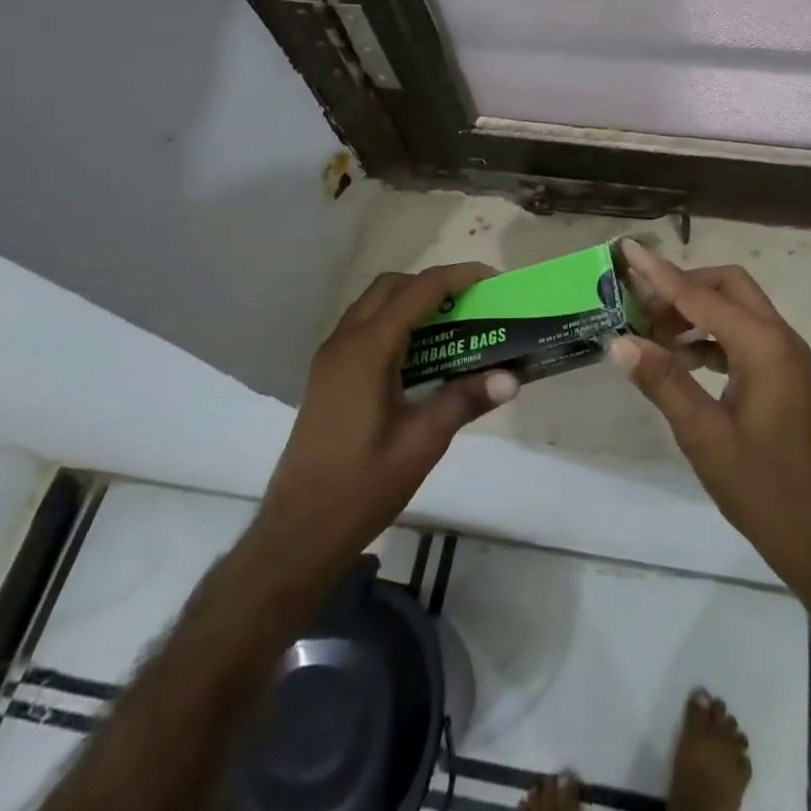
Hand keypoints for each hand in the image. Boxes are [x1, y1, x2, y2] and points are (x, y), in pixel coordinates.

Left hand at [254, 264, 518, 574]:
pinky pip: (364, 327)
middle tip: (472, 304)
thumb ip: (464, 400)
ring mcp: (330, 358)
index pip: (419, 290)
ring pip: (375, 304)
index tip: (493, 281)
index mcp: (367, 350)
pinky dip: (396, 323)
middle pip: (392, 286)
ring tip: (453, 325)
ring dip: (413, 302)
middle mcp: (344, 341)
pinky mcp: (328, 375)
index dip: (458, 277)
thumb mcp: (422, 443)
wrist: (298, 533)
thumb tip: (512, 377)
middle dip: (434, 284)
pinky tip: (421, 356)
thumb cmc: (361, 486)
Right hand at [610, 241, 810, 615]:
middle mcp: (779, 337)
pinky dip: (708, 335)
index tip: (628, 248)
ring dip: (694, 310)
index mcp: (763, 346)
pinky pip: (740, 334)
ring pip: (735, 307)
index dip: (659, 273)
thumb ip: (663, 382)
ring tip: (649, 331)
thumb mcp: (703, 435)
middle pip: (727, 286)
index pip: (701, 296)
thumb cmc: (760, 487)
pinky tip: (677, 357)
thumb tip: (619, 341)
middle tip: (639, 305)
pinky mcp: (780, 372)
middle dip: (682, 286)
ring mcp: (783, 354)